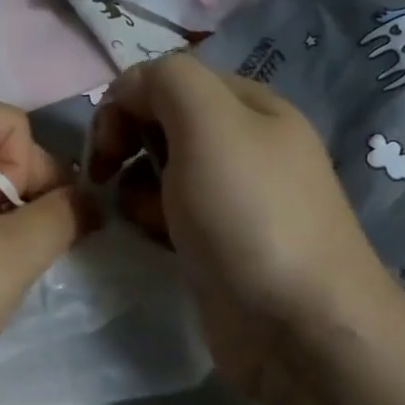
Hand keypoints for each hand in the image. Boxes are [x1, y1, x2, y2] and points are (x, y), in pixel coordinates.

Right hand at [88, 54, 393, 396]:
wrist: (298, 325)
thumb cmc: (249, 215)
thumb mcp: (209, 124)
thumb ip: (166, 82)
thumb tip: (130, 94)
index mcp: (249, 105)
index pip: (167, 79)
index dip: (127, 104)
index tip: (107, 148)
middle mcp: (244, 144)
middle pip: (162, 123)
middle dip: (129, 145)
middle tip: (113, 180)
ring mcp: (233, 197)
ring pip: (161, 171)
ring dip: (136, 187)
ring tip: (143, 218)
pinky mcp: (219, 242)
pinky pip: (170, 213)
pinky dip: (153, 221)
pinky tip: (155, 241)